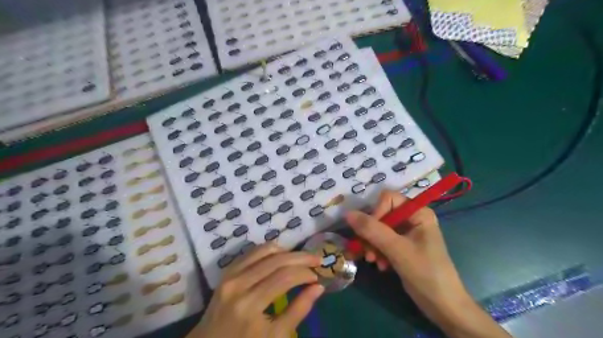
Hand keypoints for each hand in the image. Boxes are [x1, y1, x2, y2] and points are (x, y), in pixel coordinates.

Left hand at [191, 242, 327, 337]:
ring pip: (265, 250)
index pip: (285, 277)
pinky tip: (280, 256)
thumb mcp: (275, 336)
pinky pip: (252, 252)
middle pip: (277, 260)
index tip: (317, 276)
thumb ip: (298, 310)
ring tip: (300, 258)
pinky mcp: (227, 271)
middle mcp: (239, 283)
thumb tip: (318, 287)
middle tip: (316, 259)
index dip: (305, 273)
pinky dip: (270, 250)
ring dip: (286, 251)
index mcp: (250, 305)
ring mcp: (231, 274)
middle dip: (300, 257)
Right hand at [344, 190, 507, 336]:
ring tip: (373, 260)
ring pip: (378, 229)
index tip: (369, 233)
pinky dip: (378, 252)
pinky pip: (382, 241)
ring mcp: (406, 233)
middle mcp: (412, 218)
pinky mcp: (402, 246)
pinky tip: (381, 265)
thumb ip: (372, 230)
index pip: (388, 199)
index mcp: (418, 212)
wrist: (442, 306)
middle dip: (371, 234)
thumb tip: (347, 213)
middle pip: (381, 215)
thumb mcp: (397, 249)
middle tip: (367, 252)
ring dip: (372, 245)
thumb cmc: (425, 273)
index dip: (376, 213)